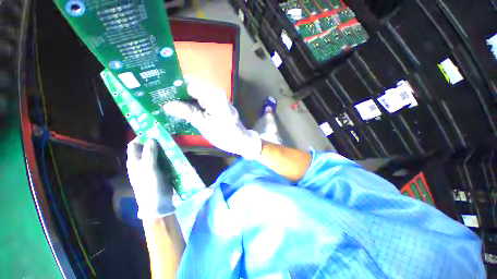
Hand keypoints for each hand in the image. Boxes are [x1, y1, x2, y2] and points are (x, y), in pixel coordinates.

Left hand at [126, 138, 174, 219]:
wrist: (158, 203)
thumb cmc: (150, 185)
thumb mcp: (148, 168)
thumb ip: (149, 153)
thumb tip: (151, 138)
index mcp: (134, 161)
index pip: (134, 145)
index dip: (141, 137)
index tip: (153, 132)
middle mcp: (142, 162)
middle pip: (147, 148)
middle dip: (156, 142)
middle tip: (167, 137)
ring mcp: (153, 166)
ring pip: (158, 153)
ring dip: (165, 149)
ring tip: (173, 143)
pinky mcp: (162, 170)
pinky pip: (165, 160)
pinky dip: (170, 156)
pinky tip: (177, 154)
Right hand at [163, 82, 261, 159]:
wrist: (240, 141)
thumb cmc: (224, 135)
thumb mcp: (204, 125)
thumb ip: (187, 113)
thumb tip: (166, 104)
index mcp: (213, 95)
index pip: (190, 84)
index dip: (174, 87)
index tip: (159, 91)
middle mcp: (215, 93)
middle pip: (192, 88)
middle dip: (177, 94)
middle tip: (159, 99)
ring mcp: (216, 99)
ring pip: (196, 95)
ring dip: (183, 100)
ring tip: (166, 104)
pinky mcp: (216, 105)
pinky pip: (201, 102)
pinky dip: (191, 105)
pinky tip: (180, 109)